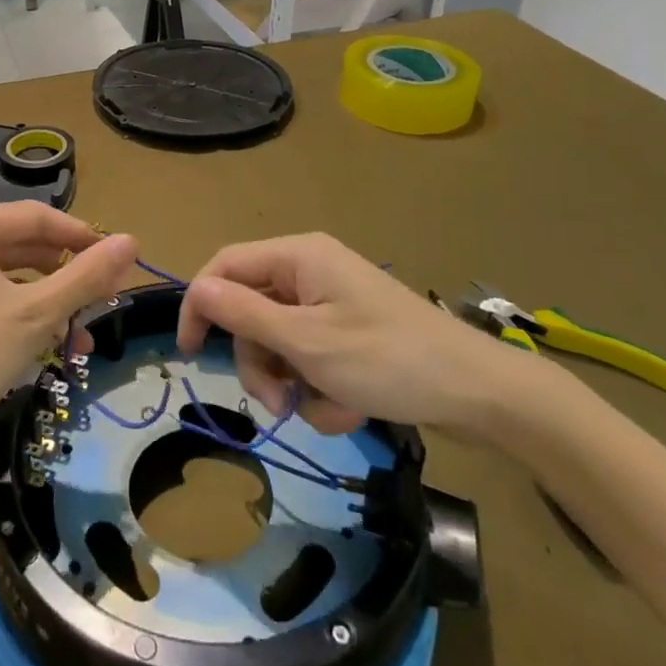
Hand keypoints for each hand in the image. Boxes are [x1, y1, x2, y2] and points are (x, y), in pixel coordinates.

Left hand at [0, 202, 136, 453]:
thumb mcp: (36, 315)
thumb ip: (86, 276)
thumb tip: (133, 241)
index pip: (39, 217)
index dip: (84, 237)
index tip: (120, 263)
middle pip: (27, 245)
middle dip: (69, 276)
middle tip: (106, 300)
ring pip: (13, 275)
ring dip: (52, 301)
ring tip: (82, 335)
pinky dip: (25, 315)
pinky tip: (51, 344)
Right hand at [177, 233, 536, 441]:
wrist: (476, 393)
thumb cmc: (386, 359)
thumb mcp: (306, 341)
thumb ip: (245, 313)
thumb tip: (195, 288)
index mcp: (298, 256)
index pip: (225, 267)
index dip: (200, 306)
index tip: (190, 354)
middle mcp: (310, 270)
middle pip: (252, 311)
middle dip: (260, 361)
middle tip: (275, 402)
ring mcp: (331, 302)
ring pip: (279, 342)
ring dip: (292, 382)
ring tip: (324, 408)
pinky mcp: (349, 332)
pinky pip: (310, 358)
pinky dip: (320, 387)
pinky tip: (349, 406)